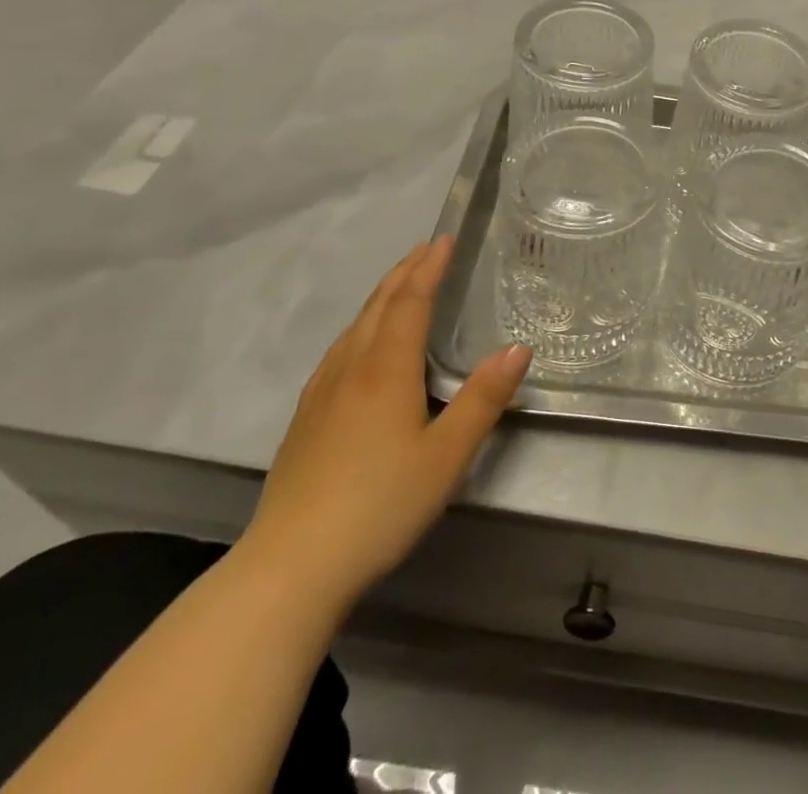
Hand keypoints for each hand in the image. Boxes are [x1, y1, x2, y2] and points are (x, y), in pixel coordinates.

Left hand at [239, 238, 531, 612]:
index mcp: (386, 370)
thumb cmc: (380, 505)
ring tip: (399, 284)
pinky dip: (359, 328)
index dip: (429, 269)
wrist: (289, 567)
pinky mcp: (304, 420)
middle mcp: (351, 370)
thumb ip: (483, 398)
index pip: (410, 303)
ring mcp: (321, 394)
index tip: (444, 240)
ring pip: (354, 328)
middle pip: (378, 306)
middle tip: (425, 249)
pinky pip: (338, 351)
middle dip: (404, 273)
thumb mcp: (447, 455)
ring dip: (381, 296)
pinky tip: (358, 347)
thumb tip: (517, 348)